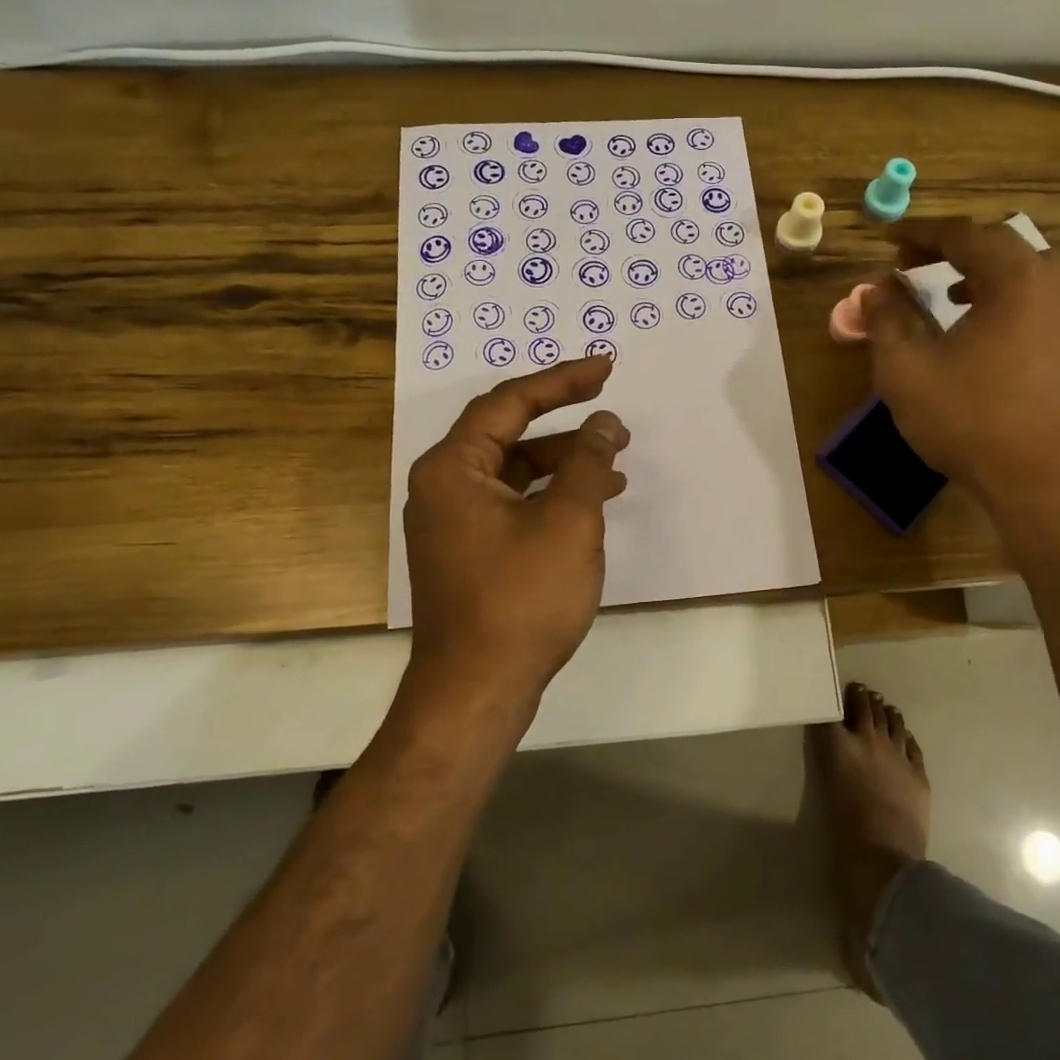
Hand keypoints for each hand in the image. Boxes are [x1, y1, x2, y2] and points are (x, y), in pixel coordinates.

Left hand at [402, 355, 629, 710]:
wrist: (476, 691)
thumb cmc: (521, 598)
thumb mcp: (568, 521)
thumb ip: (587, 461)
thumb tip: (604, 422)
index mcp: (453, 467)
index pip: (510, 402)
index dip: (562, 380)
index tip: (606, 368)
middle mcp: (444, 487)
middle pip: (509, 434)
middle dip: (566, 425)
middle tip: (615, 419)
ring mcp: (453, 522)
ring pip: (514, 472)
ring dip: (564, 464)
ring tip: (615, 467)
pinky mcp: (468, 552)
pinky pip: (513, 504)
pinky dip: (550, 497)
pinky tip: (589, 507)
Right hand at [864, 218, 1059, 541]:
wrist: (1040, 481)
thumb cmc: (968, 420)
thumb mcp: (906, 369)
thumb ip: (886, 320)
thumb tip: (876, 289)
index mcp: (1016, 280)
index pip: (965, 235)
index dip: (921, 232)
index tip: (888, 239)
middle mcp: (1054, 287)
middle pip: (1002, 245)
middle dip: (953, 248)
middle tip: (914, 262)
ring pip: (1029, 272)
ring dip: (985, 272)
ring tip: (949, 294)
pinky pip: (1042, 302)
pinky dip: (1008, 299)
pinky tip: (983, 333)